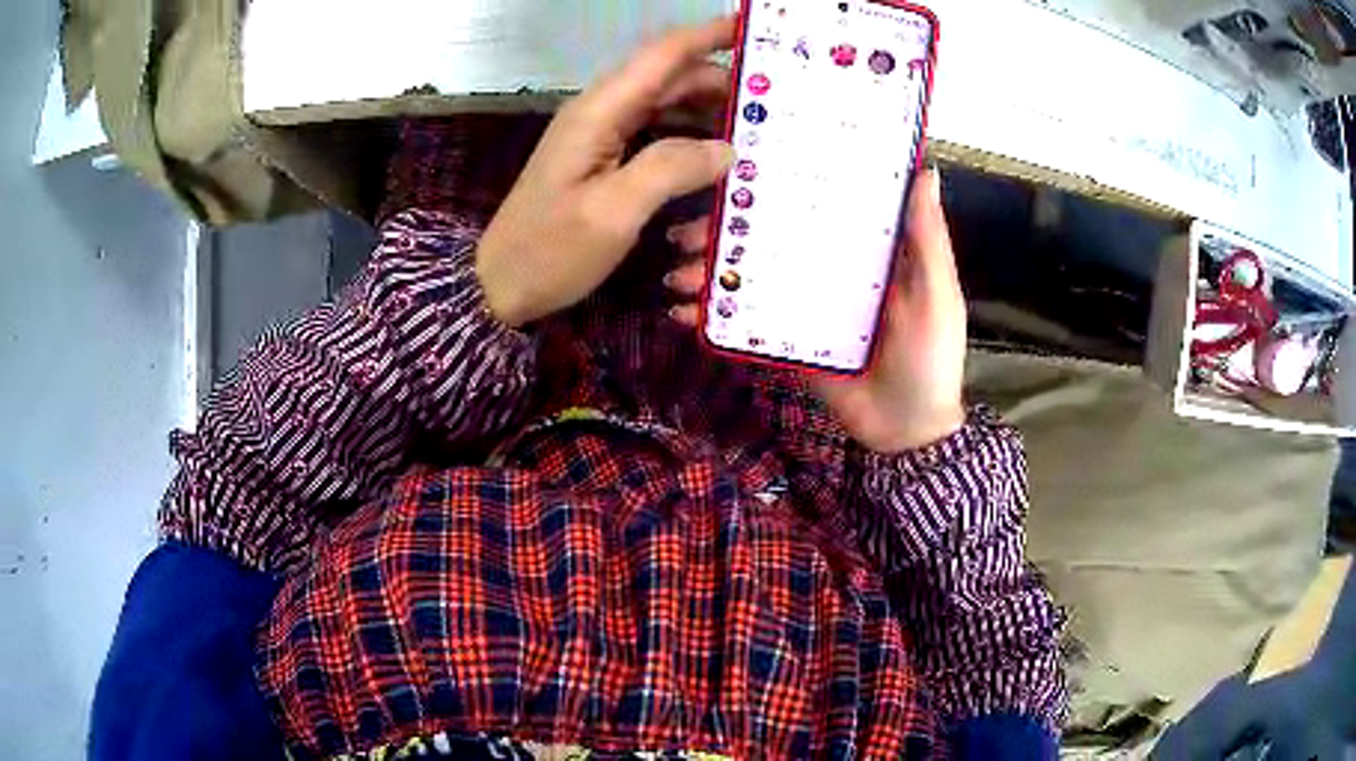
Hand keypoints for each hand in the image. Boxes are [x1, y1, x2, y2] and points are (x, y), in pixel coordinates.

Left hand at [475, 18, 737, 326]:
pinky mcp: (603, 160)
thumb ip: (671, 169)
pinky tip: (715, 158)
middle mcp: (602, 113)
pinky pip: (655, 133)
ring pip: (666, 106)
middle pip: (670, 78)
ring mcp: (601, 136)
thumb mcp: (613, 212)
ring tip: (755, 130)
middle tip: (773, 103)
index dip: (709, 36)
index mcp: (600, 111)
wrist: (500, 285)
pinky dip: (688, 137)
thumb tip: (726, 148)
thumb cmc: (551, 250)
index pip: (663, 55)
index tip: (754, 31)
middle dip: (721, 82)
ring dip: (708, 112)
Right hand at [667, 169, 966, 452]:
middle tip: (682, 235)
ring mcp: (802, 306)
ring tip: (675, 277)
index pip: (812, 208)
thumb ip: (928, 238)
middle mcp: (827, 270)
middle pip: (769, 241)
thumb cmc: (931, 357)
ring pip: (750, 279)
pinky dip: (712, 318)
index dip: (774, 188)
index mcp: (862, 251)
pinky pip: (745, 324)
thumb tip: (924, 170)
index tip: (733, 172)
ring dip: (708, 274)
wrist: (908, 432)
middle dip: (722, 235)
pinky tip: (683, 314)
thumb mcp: (937, 294)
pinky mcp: (787, 341)